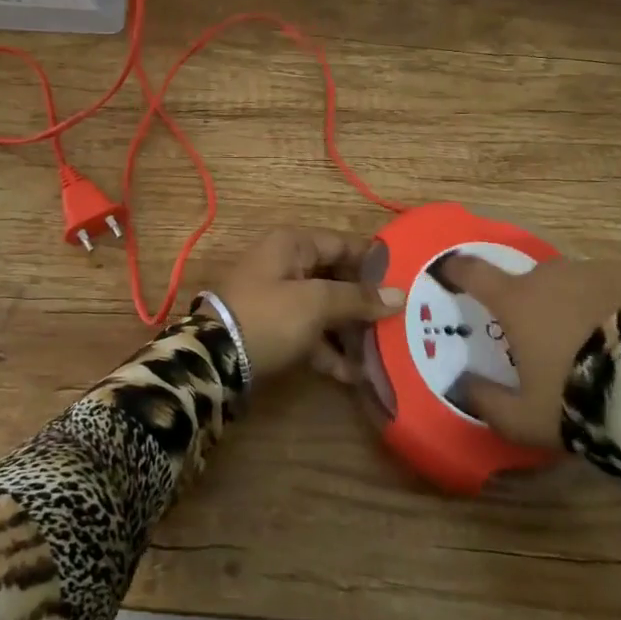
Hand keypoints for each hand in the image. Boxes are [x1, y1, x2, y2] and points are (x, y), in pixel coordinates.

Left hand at [205, 228, 404, 379]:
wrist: (213, 359)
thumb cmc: (268, 317)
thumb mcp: (315, 303)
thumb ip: (357, 298)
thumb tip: (398, 295)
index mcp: (292, 244)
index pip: (342, 244)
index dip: (374, 261)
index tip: (407, 279)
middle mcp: (285, 264)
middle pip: (335, 277)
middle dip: (365, 301)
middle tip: (401, 320)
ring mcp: (277, 298)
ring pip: (324, 308)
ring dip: (351, 330)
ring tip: (384, 352)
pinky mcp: (273, 329)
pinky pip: (309, 333)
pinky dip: (329, 350)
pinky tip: (355, 375)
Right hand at [434, 252, 620, 450]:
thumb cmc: (580, 399)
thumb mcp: (525, 419)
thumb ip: (486, 402)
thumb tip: (461, 385)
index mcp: (517, 301)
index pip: (474, 274)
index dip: (458, 270)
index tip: (449, 269)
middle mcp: (551, 275)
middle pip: (531, 282)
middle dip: (533, 303)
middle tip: (547, 338)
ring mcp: (597, 270)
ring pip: (576, 282)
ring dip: (576, 303)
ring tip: (598, 341)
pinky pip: (617, 285)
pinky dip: (617, 303)